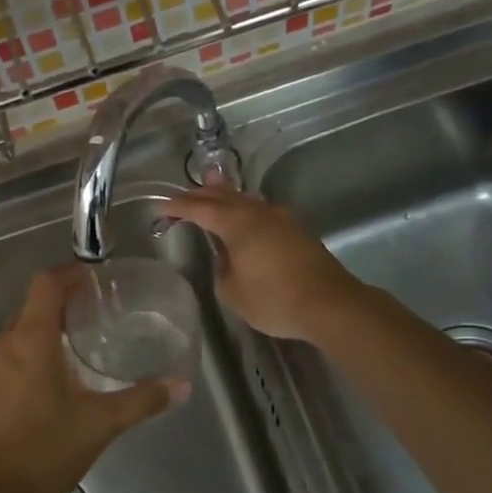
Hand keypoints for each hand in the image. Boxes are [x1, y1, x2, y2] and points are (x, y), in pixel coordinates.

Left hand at [0, 266, 186, 492]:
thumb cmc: (42, 452)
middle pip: (34, 303)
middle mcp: (6, 344)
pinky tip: (60, 376)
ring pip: (22, 329)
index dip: (72, 273)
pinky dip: (37, 348)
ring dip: (51, 325)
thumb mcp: (99, 424)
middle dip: (66, 300)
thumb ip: (141, 400)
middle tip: (102, 310)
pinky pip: (13, 352)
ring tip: (86, 340)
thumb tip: (181, 385)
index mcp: (31, 339)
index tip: (100, 279)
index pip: (46, 283)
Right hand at [161, 186, 367, 341]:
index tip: (161, 205)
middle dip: (201, 195)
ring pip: (247, 200)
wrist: (330, 304)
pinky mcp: (297, 231)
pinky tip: (246, 215)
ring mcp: (281, 219)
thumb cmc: (275, 299)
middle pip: (225, 197)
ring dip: (227, 196)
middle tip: (183, 193)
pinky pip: (262, 211)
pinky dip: (246, 209)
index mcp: (238, 224)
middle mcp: (259, 213)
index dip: (179, 206)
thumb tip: (227, 257)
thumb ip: (223, 269)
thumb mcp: (233, 292)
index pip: (201, 209)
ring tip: (213, 188)